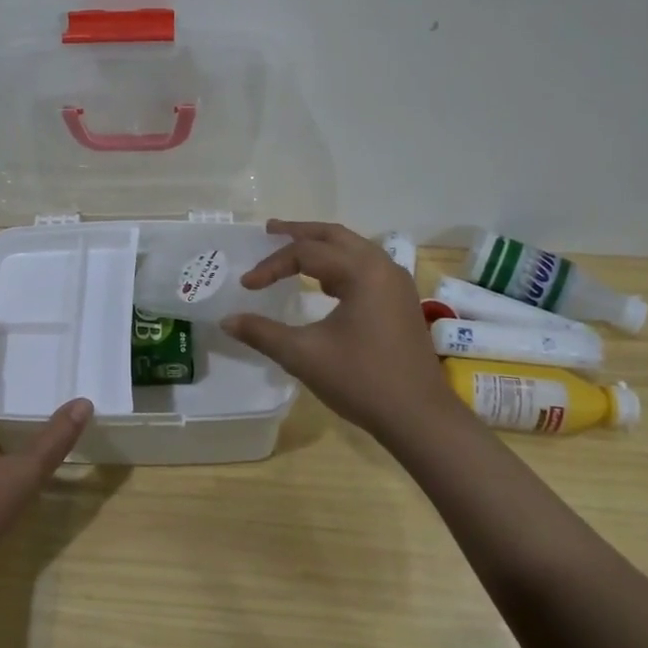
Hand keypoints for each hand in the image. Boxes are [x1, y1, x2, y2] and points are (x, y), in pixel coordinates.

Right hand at [221, 220, 452, 439]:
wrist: (420, 418)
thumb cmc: (361, 380)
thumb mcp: (304, 355)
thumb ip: (262, 333)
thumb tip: (227, 320)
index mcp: (361, 271)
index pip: (306, 253)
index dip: (272, 265)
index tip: (247, 286)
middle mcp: (382, 266)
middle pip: (334, 236)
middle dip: (300, 233)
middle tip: (269, 230)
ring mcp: (396, 283)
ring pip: (353, 248)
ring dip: (321, 245)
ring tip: (293, 248)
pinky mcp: (400, 301)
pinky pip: (365, 266)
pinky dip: (339, 263)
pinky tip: (324, 282)